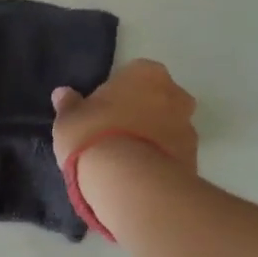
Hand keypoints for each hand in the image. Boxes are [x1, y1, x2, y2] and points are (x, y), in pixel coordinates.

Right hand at [51, 59, 198, 173]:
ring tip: (125, 163)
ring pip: (167, 127)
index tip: (101, 113)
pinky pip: (172, 154)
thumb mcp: (68, 121)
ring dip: (152, 139)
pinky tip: (138, 177)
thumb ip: (69, 105)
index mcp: (145, 73)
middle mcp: (174, 93)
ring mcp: (188, 127)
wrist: (130, 183)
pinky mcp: (194, 159)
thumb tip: (63, 94)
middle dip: (141, 113)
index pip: (132, 75)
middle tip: (114, 135)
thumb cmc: (94, 137)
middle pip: (156, 99)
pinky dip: (159, 161)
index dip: (116, 94)